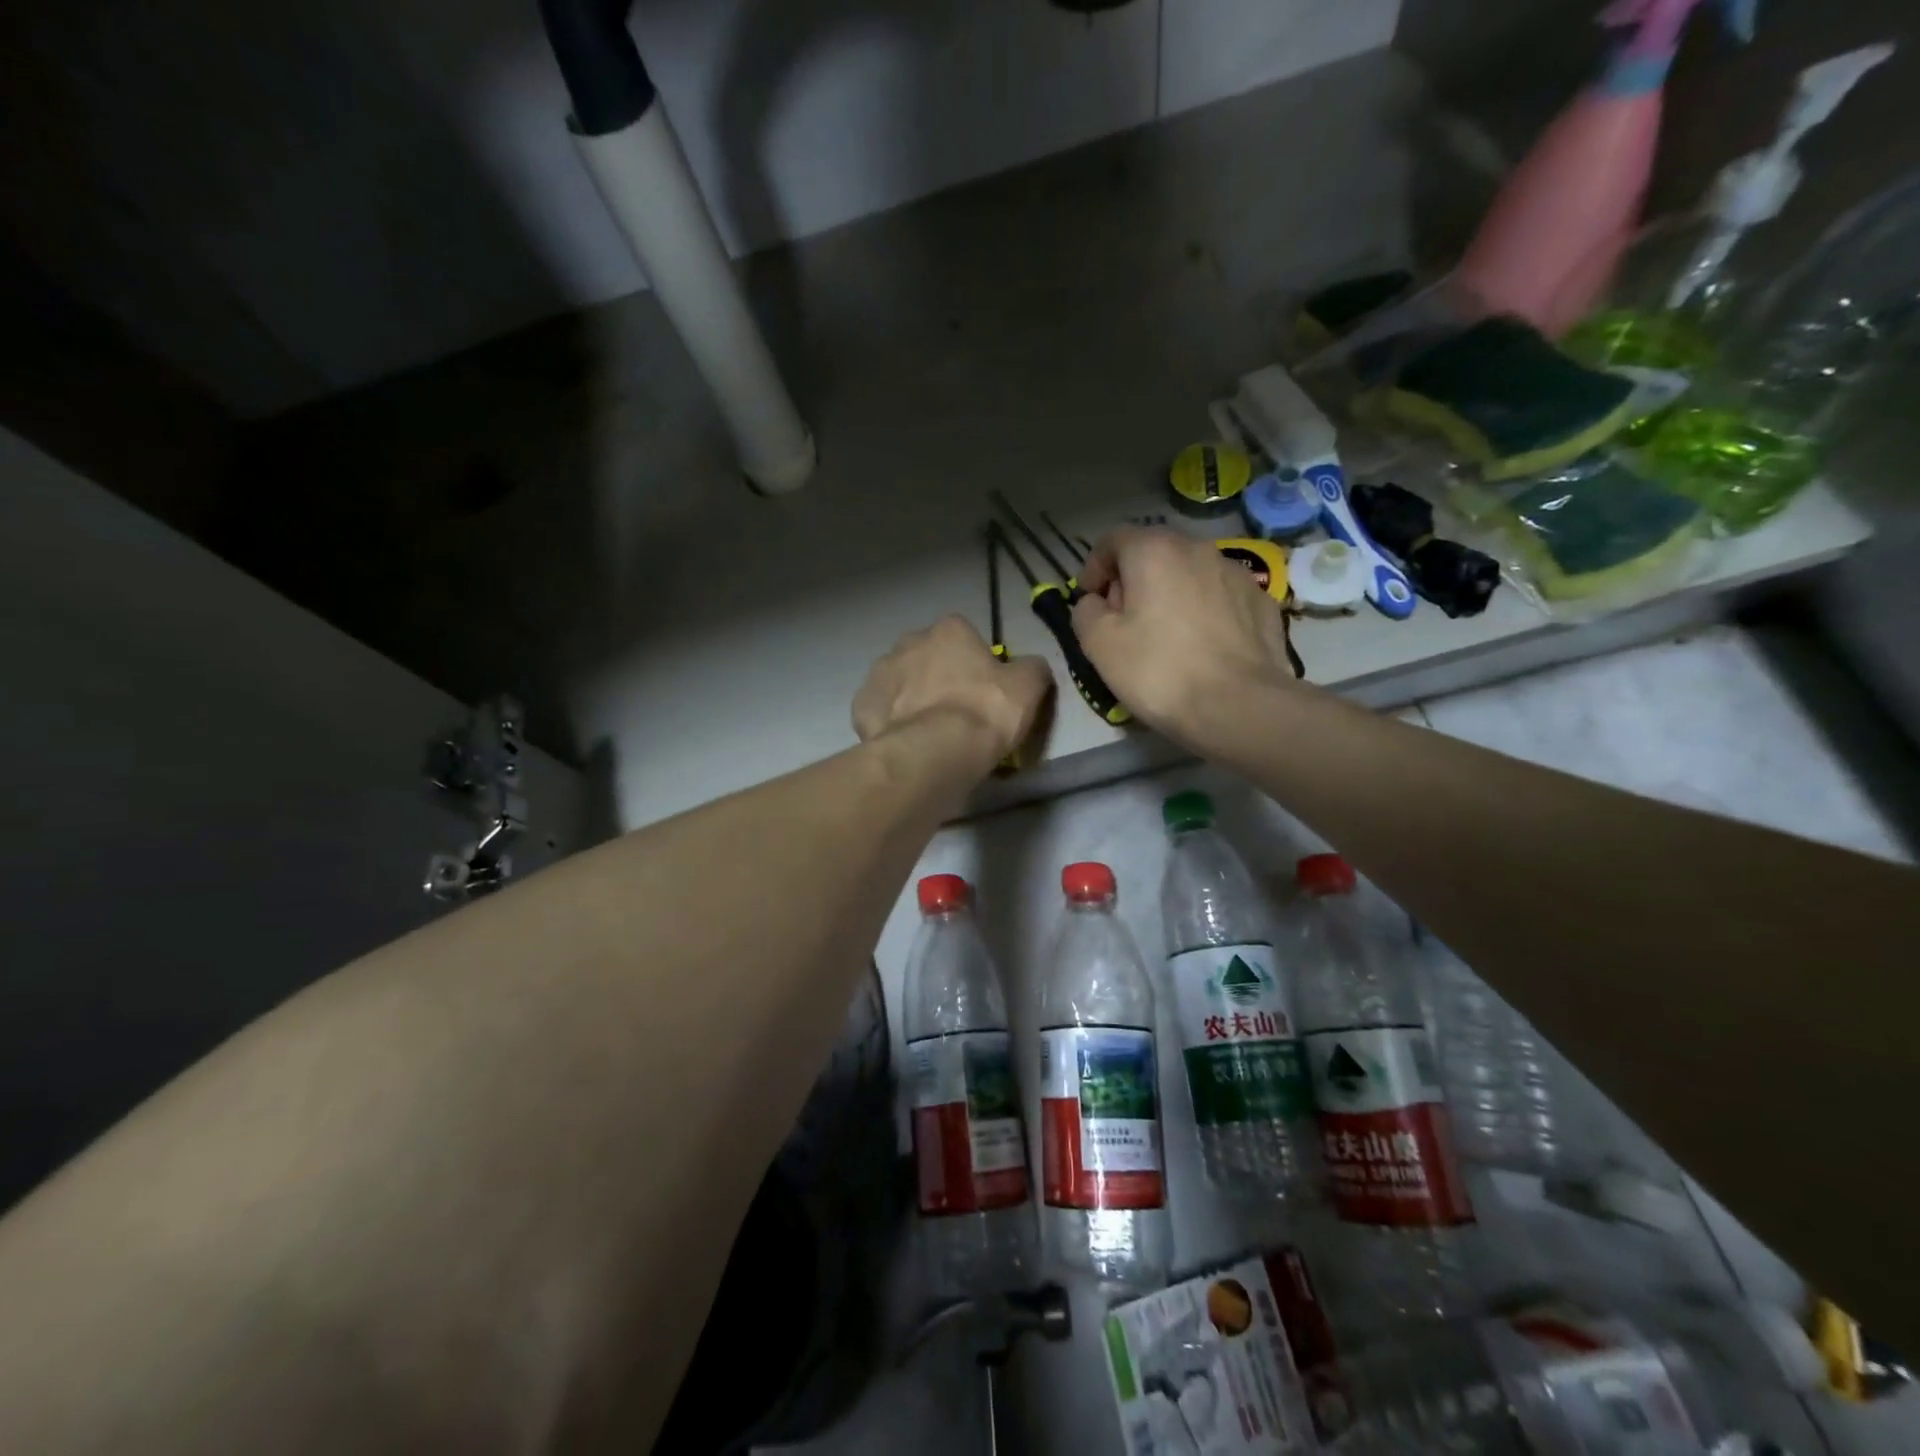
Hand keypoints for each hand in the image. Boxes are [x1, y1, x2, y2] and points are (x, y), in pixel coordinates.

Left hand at [853, 615, 1053, 771]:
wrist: (934, 752)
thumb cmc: (985, 711)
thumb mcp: (1028, 687)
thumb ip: (1032, 668)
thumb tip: (1030, 666)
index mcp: (949, 630)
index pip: (963, 635)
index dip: (974, 661)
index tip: (982, 689)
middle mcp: (909, 642)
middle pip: (927, 655)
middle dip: (937, 675)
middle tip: (955, 711)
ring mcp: (879, 673)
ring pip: (899, 681)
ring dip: (911, 698)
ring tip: (928, 732)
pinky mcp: (861, 706)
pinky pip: (879, 711)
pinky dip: (890, 723)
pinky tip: (905, 742)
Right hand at [1073, 528, 1297, 748]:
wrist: (1240, 706)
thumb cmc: (1159, 671)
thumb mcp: (1099, 645)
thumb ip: (1086, 612)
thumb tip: (1095, 603)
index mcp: (1153, 551)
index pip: (1113, 540)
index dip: (1094, 567)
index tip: (1090, 600)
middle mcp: (1198, 549)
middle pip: (1154, 554)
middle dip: (1133, 581)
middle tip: (1124, 621)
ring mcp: (1236, 573)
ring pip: (1190, 574)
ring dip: (1171, 594)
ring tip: (1166, 636)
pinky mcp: (1262, 601)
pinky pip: (1220, 597)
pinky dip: (1205, 611)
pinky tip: (1202, 646)